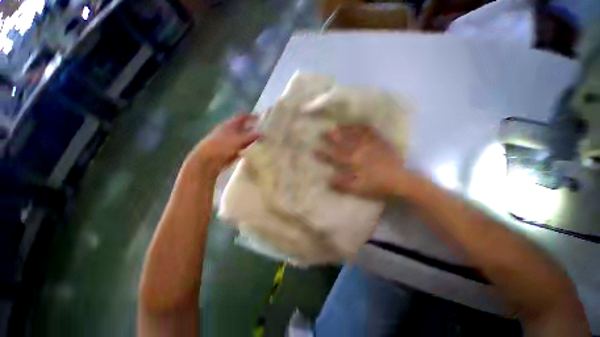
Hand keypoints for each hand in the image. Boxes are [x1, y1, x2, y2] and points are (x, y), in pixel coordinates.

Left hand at [187, 114, 259, 175]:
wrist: (206, 161)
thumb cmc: (222, 146)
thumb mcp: (238, 140)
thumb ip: (251, 137)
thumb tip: (263, 134)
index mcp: (230, 124)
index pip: (242, 117)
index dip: (251, 116)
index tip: (261, 118)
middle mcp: (228, 131)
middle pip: (242, 128)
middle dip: (251, 129)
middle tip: (264, 132)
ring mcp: (226, 142)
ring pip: (240, 140)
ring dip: (248, 141)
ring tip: (260, 144)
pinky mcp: (225, 153)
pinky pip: (238, 150)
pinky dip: (244, 150)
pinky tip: (251, 154)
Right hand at [315, 125, 412, 197]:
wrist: (399, 180)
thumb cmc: (378, 187)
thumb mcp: (359, 189)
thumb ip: (343, 184)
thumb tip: (327, 179)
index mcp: (353, 162)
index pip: (335, 156)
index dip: (324, 153)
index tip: (314, 149)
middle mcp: (360, 150)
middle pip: (343, 142)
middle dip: (332, 137)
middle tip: (323, 131)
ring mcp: (370, 144)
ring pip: (355, 135)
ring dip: (346, 129)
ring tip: (338, 124)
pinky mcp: (380, 142)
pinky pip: (370, 132)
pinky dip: (363, 127)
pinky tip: (360, 124)